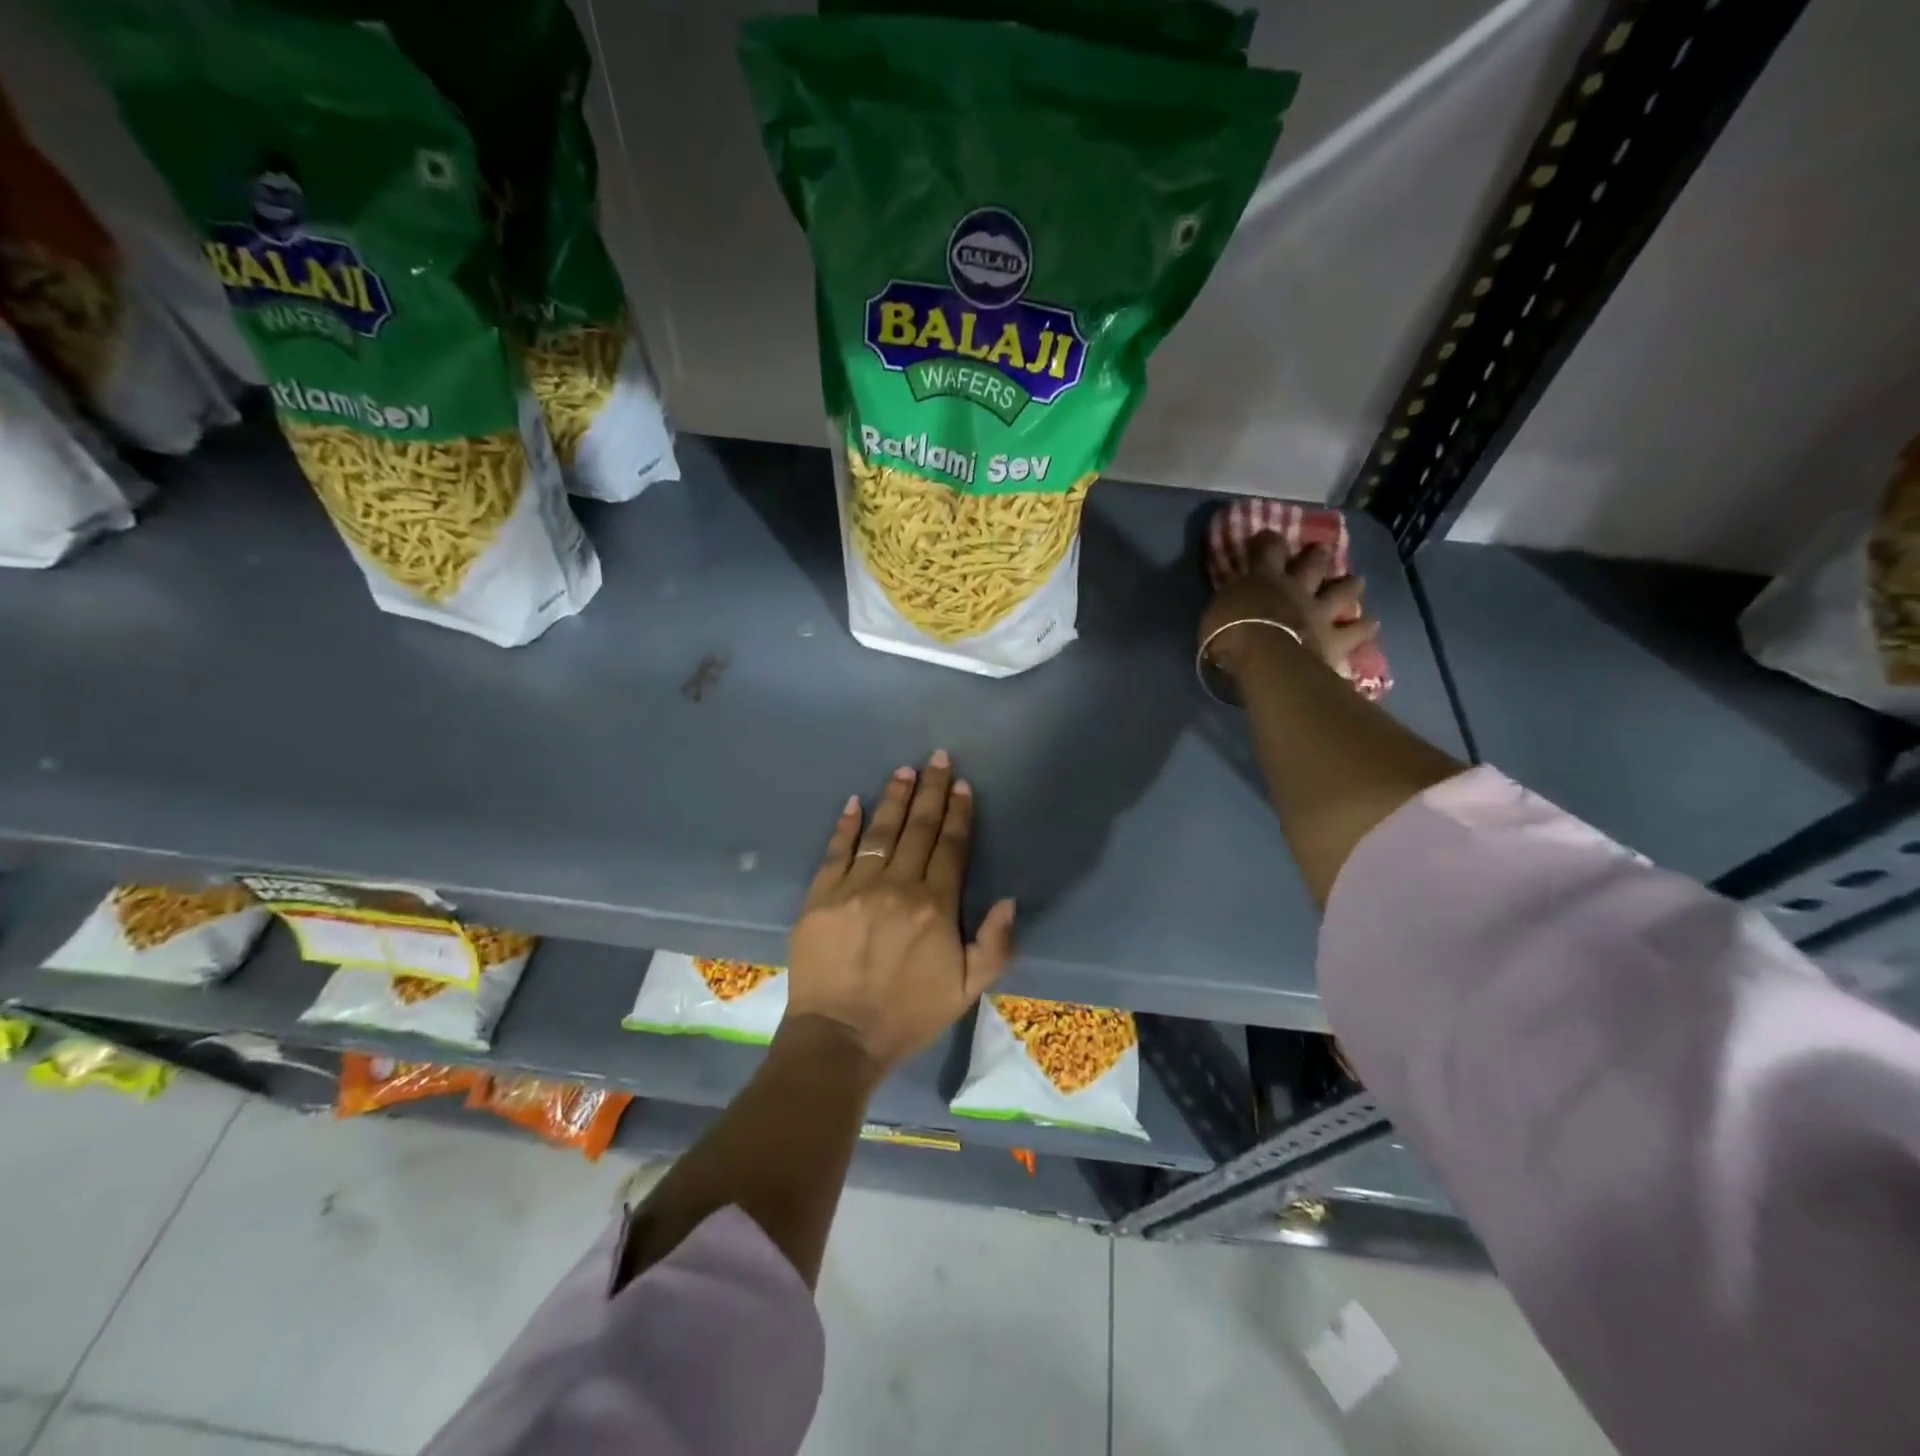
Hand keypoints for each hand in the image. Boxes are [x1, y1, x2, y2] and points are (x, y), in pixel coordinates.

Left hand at [786, 751, 1015, 1076]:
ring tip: (904, 771)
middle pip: (919, 829)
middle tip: (937, 758)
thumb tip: (1008, 899)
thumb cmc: (908, 1014)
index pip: (951, 847)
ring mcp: (855, 887)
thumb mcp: (967, 991)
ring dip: (895, 798)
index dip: (958, 813)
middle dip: (931, 791)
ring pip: (881, 831)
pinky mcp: (821, 895)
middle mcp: (897, 886)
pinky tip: (855, 802)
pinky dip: (846, 825)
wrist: (840, 1038)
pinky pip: (836, 851)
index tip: (962, 785)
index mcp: (935, 906)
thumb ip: (995, 945)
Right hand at [1198, 536, 1379, 683]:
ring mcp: (1319, 612)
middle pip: (1313, 563)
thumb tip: (1234, 599)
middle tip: (1321, 550)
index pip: (1267, 549)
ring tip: (1356, 582)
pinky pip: (1356, 630)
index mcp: (1264, 579)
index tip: (1267, 537)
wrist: (1267, 661)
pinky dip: (1363, 627)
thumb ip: (1230, 602)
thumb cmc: (1231, 637)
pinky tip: (1370, 624)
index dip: (1268, 541)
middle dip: (1317, 555)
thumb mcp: (1215, 614)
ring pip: (1343, 590)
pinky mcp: (1335, 638)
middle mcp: (1296, 588)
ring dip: (1350, 585)